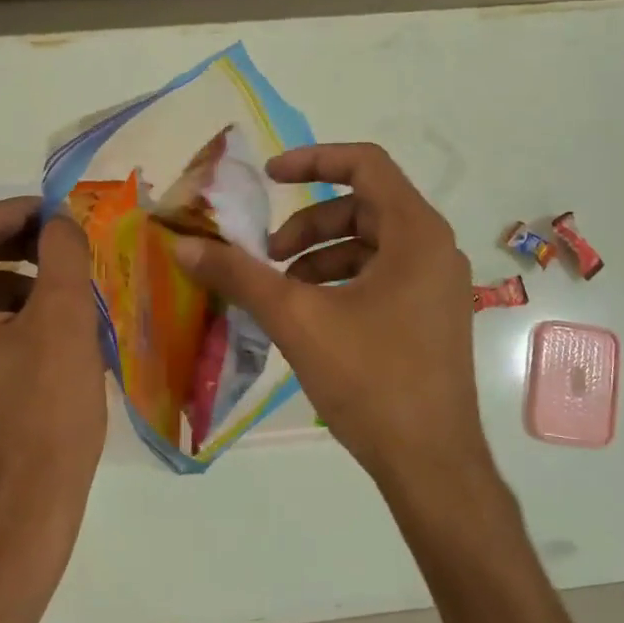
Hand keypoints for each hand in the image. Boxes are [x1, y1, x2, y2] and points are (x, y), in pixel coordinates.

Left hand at [0, 198, 105, 554]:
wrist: (28, 504)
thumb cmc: (44, 411)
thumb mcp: (63, 320)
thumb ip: (61, 253)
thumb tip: (59, 219)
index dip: (22, 212)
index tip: (68, 214)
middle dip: (24, 245)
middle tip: (72, 246)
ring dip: (24, 279)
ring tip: (73, 292)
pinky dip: (15, 313)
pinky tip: (56, 331)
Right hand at [170, 143, 493, 495]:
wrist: (429, 461)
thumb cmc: (370, 379)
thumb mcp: (297, 320)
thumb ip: (240, 276)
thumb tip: (184, 245)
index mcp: (416, 234)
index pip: (366, 164)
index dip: (313, 160)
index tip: (268, 178)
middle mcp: (435, 249)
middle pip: (364, 208)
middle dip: (308, 226)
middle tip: (267, 258)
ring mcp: (438, 286)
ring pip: (371, 247)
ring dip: (320, 258)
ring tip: (281, 294)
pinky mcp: (432, 317)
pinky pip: (382, 278)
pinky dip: (341, 284)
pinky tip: (310, 318)